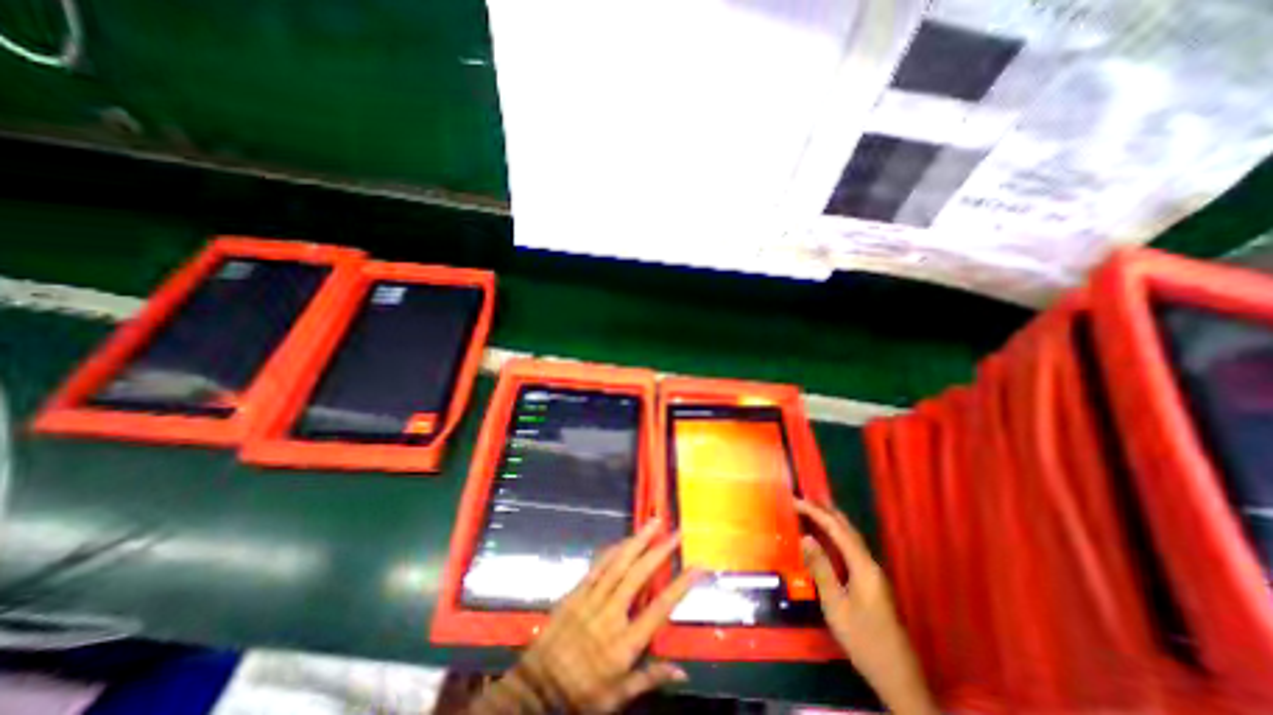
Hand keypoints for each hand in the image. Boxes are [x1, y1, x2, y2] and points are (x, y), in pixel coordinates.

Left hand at [466, 521, 694, 714]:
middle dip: (659, 551)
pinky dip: (613, 550)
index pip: (658, 610)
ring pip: (618, 563)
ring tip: (653, 523)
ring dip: (637, 540)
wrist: (536, 691)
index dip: (679, 586)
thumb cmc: (581, 696)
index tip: (695, 567)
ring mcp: (590, 600)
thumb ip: (649, 678)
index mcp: (623, 645)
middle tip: (675, 532)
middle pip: (638, 576)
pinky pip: (597, 566)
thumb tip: (683, 673)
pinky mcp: (575, 593)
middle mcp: (610, 615)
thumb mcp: (618, 698)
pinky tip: (624, 539)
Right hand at [798, 501, 937, 714]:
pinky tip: (828, 538)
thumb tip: (805, 537)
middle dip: (826, 510)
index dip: (815, 512)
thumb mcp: (836, 606)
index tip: (795, 500)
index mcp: (863, 566)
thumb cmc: (864, 640)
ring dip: (832, 520)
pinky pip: (851, 548)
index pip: (837, 529)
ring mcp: (873, 573)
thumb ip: (821, 569)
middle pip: (848, 528)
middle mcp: (871, 564)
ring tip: (813, 508)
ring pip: (851, 537)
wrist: (898, 678)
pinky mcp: (872, 583)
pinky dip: (837, 535)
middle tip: (804, 497)